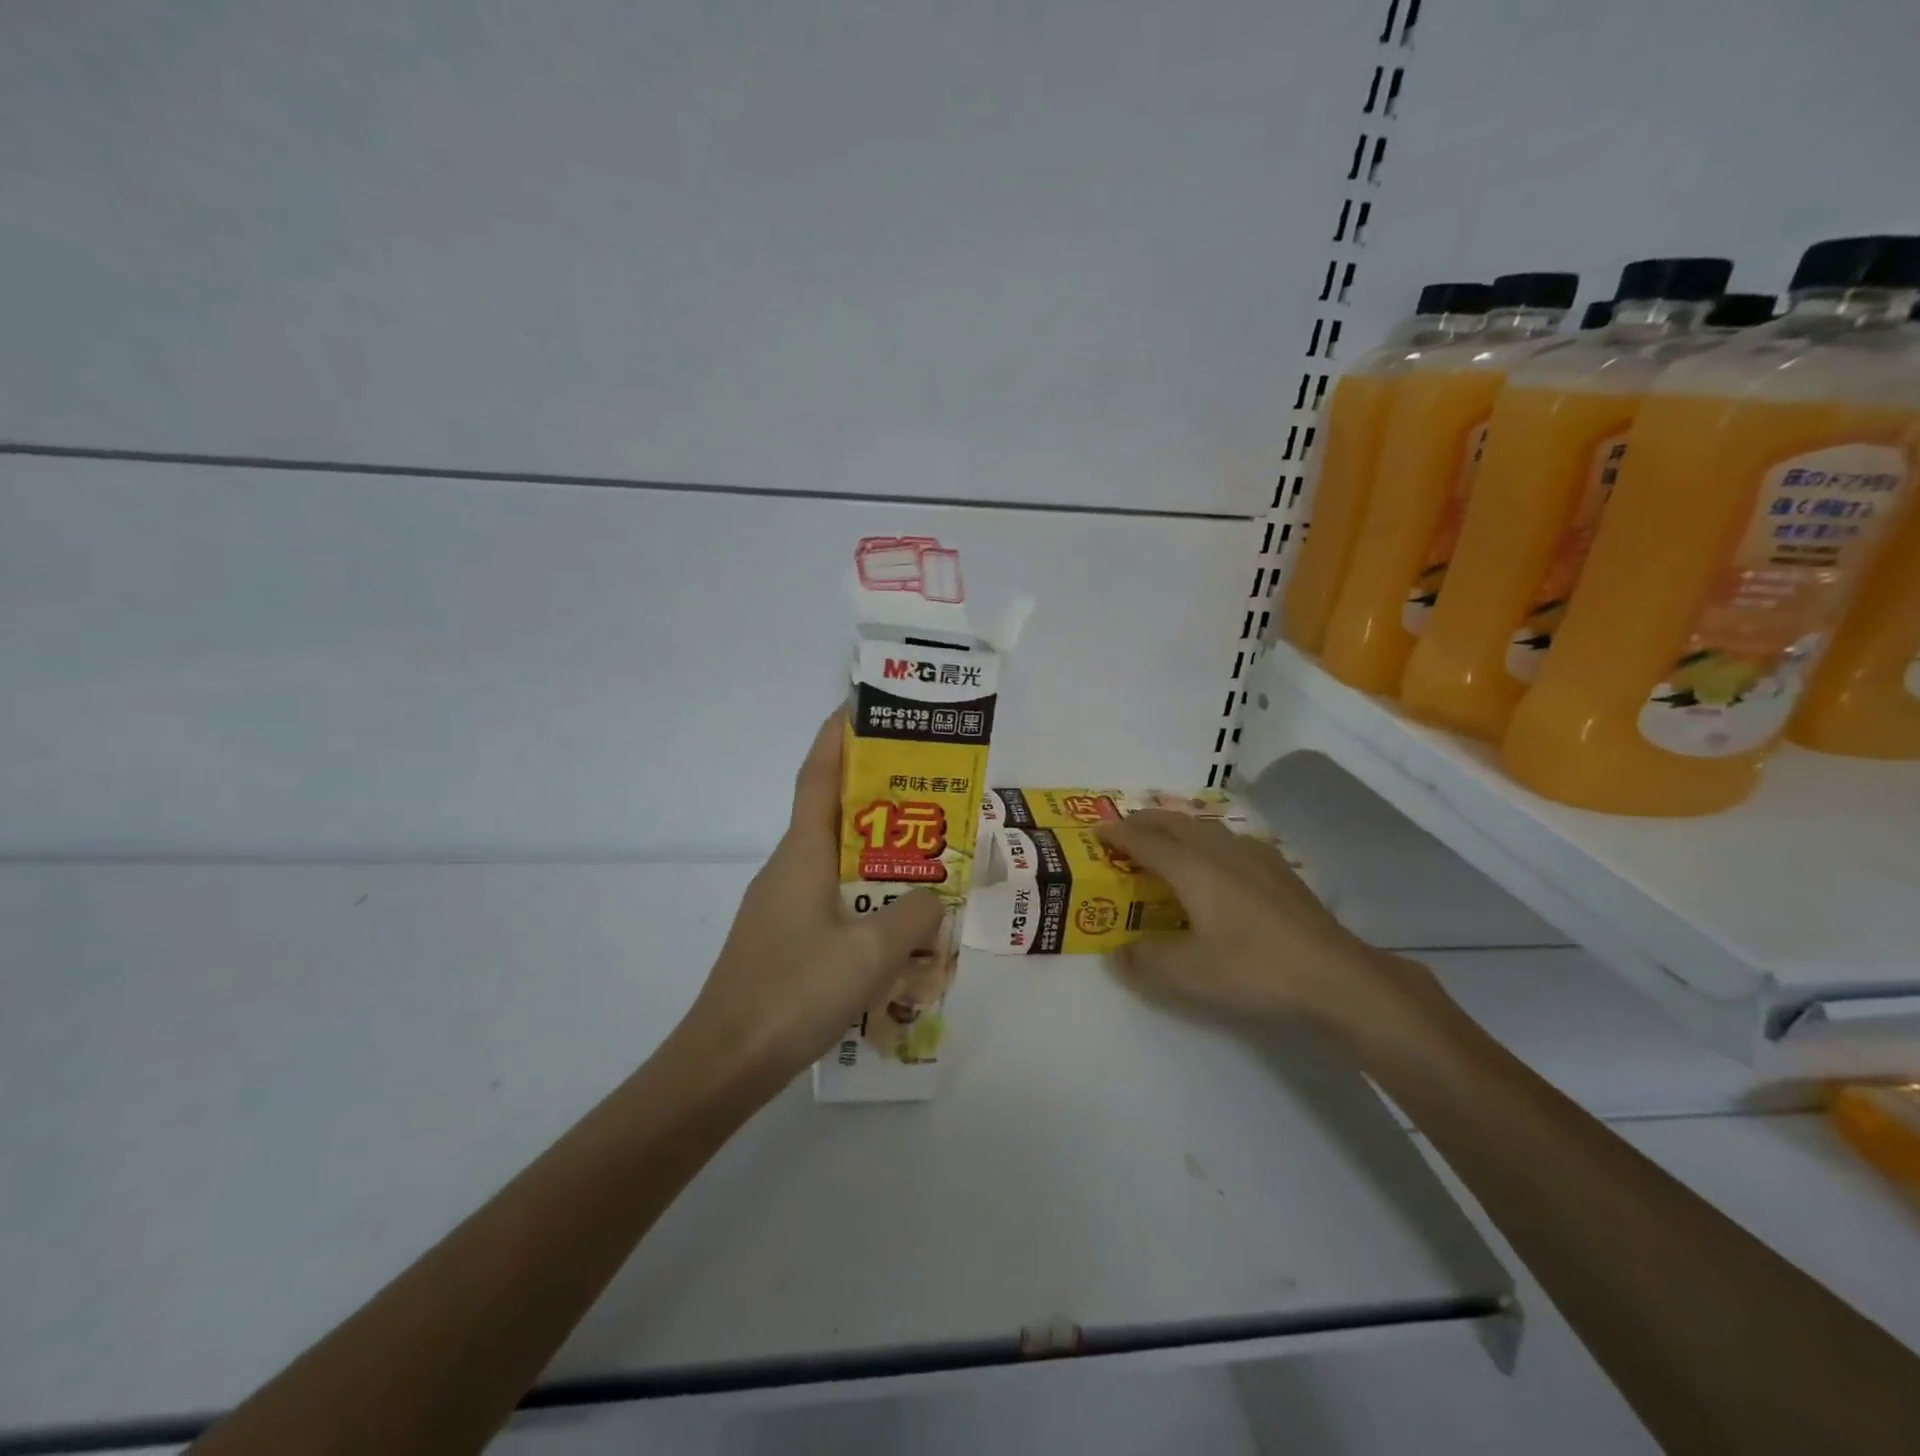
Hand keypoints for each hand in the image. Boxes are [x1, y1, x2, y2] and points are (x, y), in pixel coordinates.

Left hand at [676, 711, 945, 1086]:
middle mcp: (787, 869)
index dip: (837, 738)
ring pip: (835, 866)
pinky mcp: (782, 942)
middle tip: (925, 792)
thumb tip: (929, 896)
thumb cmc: (795, 991)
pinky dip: (864, 901)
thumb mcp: (872, 952)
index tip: (858, 707)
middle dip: (875, 798)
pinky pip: (831, 904)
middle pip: (833, 817)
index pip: (818, 776)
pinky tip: (895, 933)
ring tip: (924, 863)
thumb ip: (913, 914)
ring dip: (875, 857)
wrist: (724, 1064)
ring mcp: (780, 907)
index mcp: (801, 853)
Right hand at [1096, 811, 1411, 1031]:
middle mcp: (1219, 850)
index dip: (1117, 834)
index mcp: (1192, 868)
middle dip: (1144, 822)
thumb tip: (1118, 952)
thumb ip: (1144, 960)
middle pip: (1173, 823)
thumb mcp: (1188, 974)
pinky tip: (1217, 861)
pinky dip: (1205, 840)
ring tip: (1164, 840)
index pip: (1144, 840)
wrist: (1333, 974)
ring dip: (1175, 828)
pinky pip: (1228, 840)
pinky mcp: (1277, 868)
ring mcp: (1253, 855)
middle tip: (1124, 831)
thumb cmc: (1254, 968)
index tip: (1096, 832)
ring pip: (1203, 827)